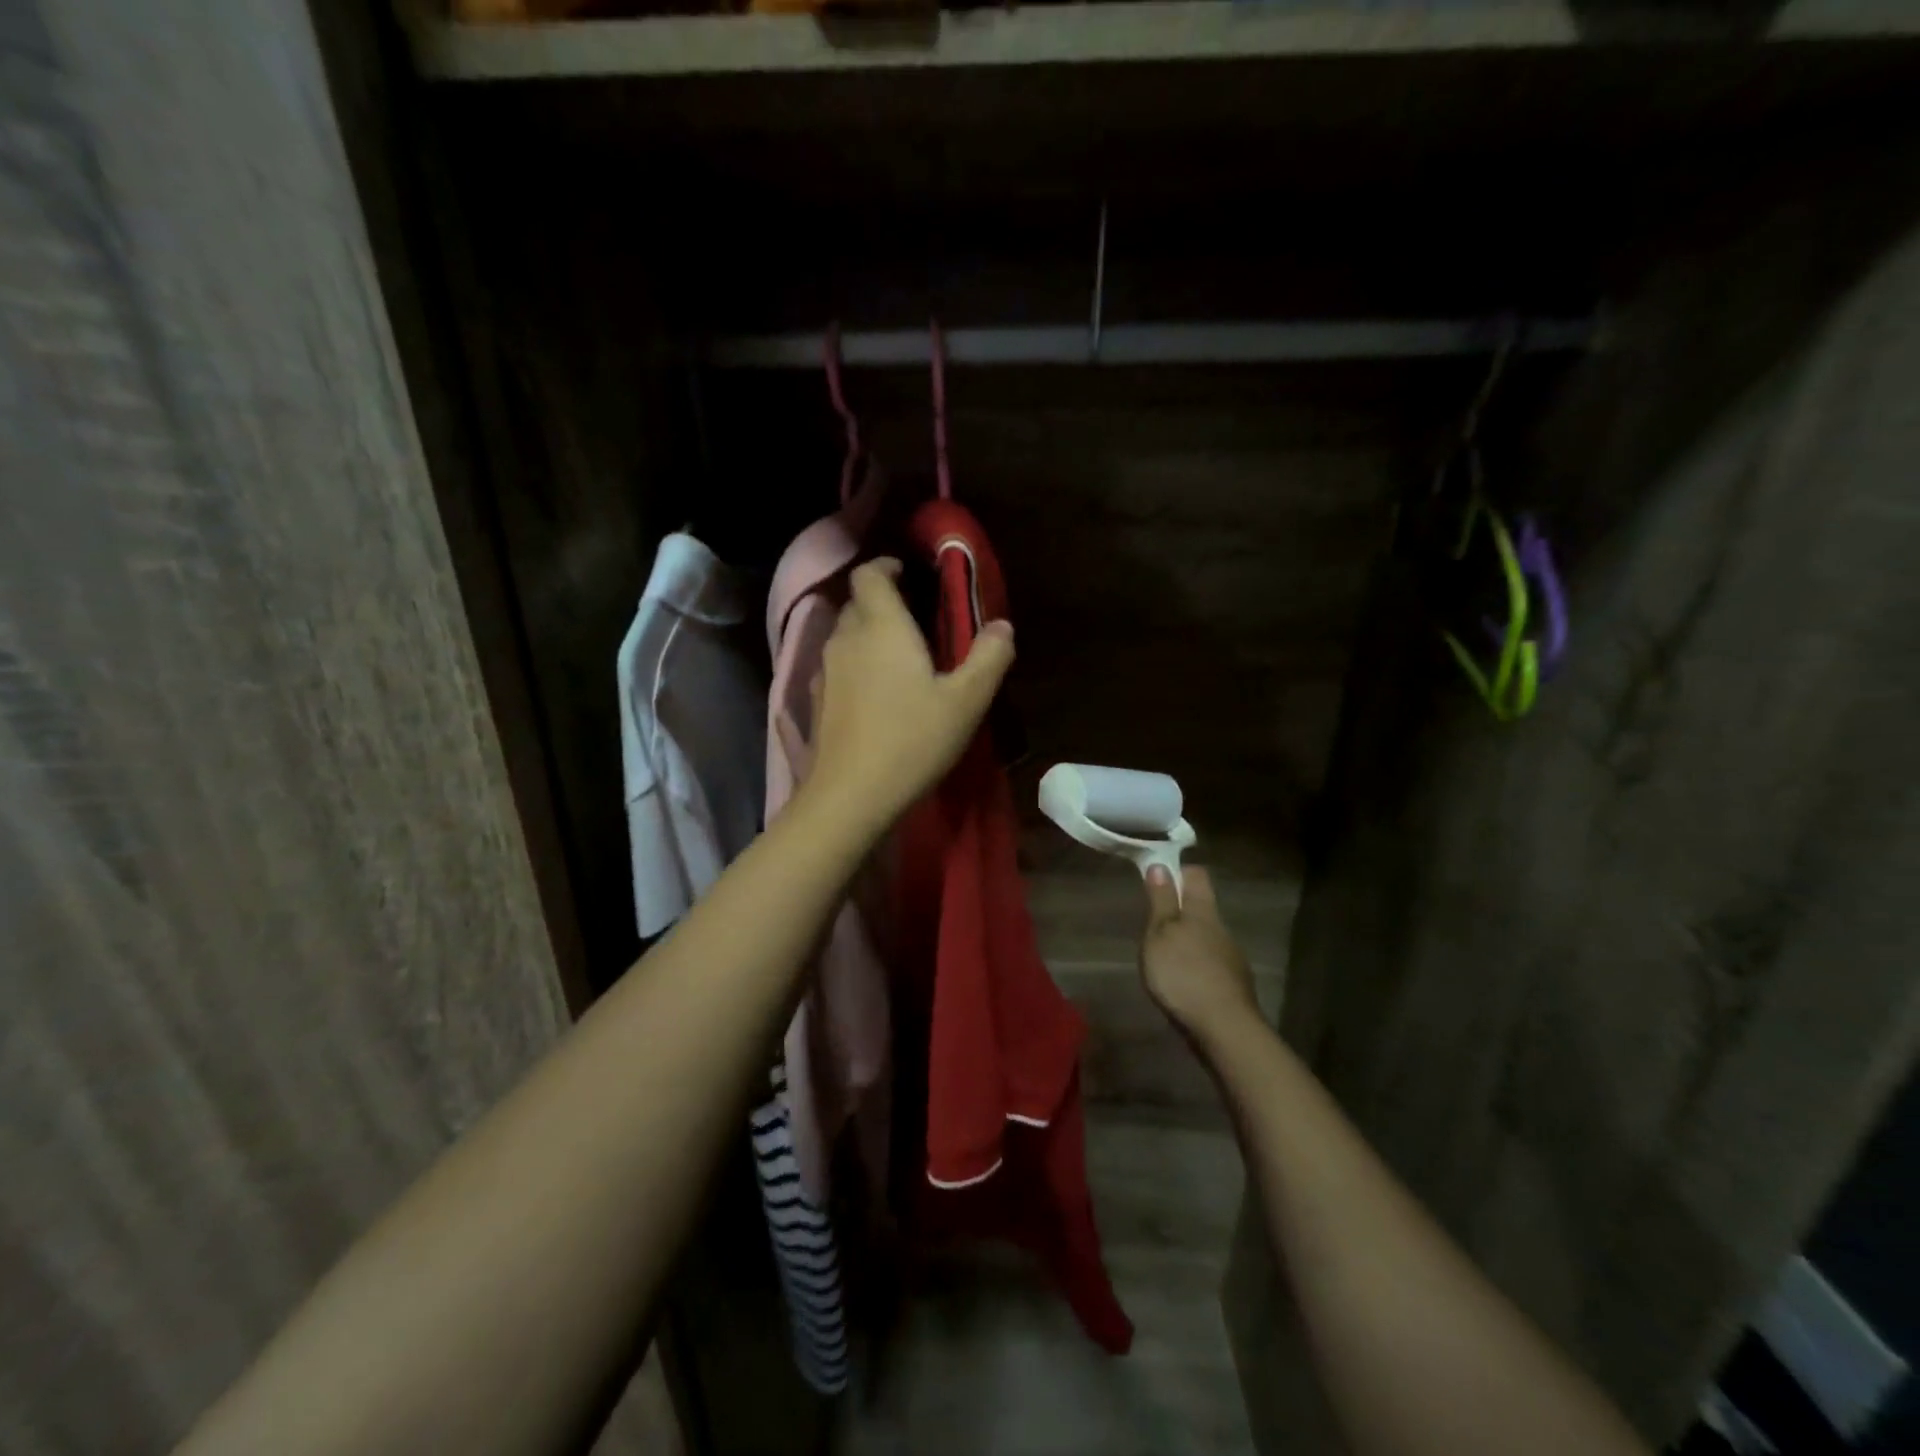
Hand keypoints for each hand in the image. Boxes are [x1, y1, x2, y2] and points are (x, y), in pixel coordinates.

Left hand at [805, 559, 1015, 829]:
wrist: (850, 795)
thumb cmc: (913, 740)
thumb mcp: (966, 701)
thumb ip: (989, 658)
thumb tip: (1003, 626)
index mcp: (882, 626)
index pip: (870, 574)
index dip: (886, 566)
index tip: (907, 574)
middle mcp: (846, 638)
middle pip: (857, 602)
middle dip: (881, 602)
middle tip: (914, 620)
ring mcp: (826, 670)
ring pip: (845, 635)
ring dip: (868, 635)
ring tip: (899, 657)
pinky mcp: (817, 700)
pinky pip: (837, 666)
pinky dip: (856, 665)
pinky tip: (876, 694)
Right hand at [1140, 866, 1260, 1049]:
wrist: (1225, 1029)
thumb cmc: (1184, 974)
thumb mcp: (1161, 934)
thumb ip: (1162, 901)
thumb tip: (1161, 865)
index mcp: (1203, 911)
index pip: (1196, 875)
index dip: (1178, 871)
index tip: (1157, 877)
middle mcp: (1221, 928)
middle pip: (1201, 907)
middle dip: (1180, 909)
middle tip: (1153, 921)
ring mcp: (1231, 958)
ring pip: (1207, 937)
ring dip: (1188, 940)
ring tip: (1165, 956)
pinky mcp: (1232, 985)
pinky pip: (1211, 964)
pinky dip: (1196, 965)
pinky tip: (1184, 981)